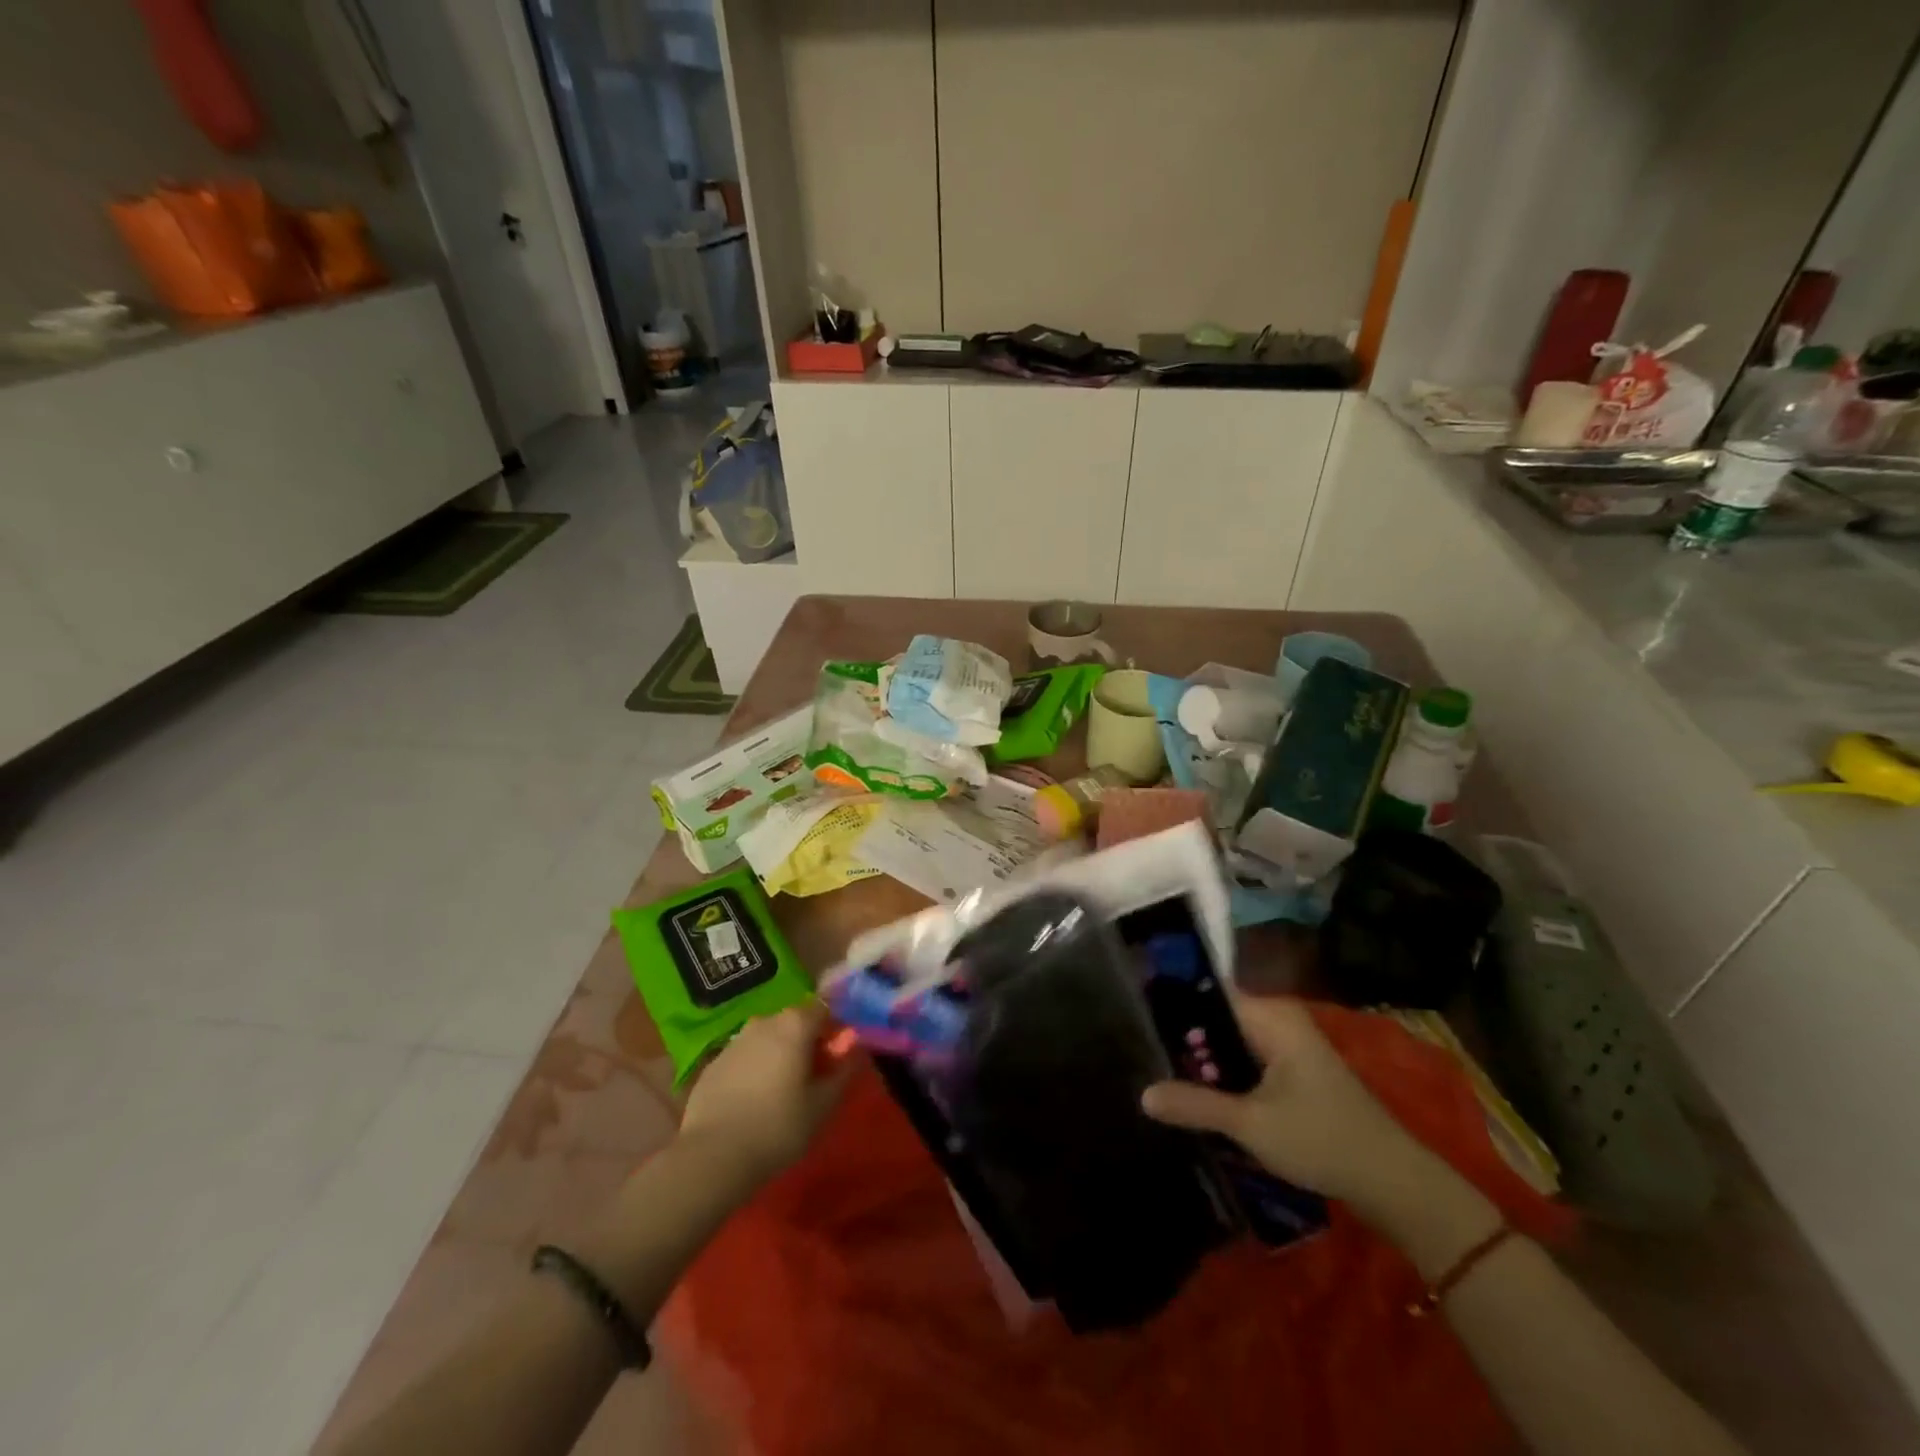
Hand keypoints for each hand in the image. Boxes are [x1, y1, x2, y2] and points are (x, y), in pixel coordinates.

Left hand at [677, 1003, 849, 1187]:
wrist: (713, 1156)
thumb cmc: (779, 1127)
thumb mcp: (824, 1105)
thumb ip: (843, 1071)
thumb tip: (852, 1050)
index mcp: (795, 1025)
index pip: (823, 1009)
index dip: (833, 1030)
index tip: (836, 1058)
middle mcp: (764, 1022)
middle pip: (794, 1022)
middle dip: (806, 1043)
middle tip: (812, 1079)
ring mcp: (734, 1041)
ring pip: (767, 1039)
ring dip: (779, 1055)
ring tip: (780, 1093)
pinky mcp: (712, 1064)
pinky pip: (744, 1058)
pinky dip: (753, 1070)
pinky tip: (752, 1103)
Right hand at [1140, 994, 1431, 1208]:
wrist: (1393, 1182)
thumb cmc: (1321, 1140)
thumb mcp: (1250, 1124)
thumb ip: (1195, 1105)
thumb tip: (1142, 1094)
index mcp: (1271, 1016)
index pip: (1208, 995)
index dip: (1174, 1009)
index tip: (1140, 1027)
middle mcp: (1279, 1020)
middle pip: (1217, 1019)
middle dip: (1188, 1044)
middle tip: (1151, 1067)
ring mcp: (1289, 1046)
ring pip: (1231, 1043)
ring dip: (1206, 1065)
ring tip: (1168, 1083)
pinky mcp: (1294, 1072)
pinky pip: (1247, 1061)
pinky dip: (1227, 1077)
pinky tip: (1204, 1099)